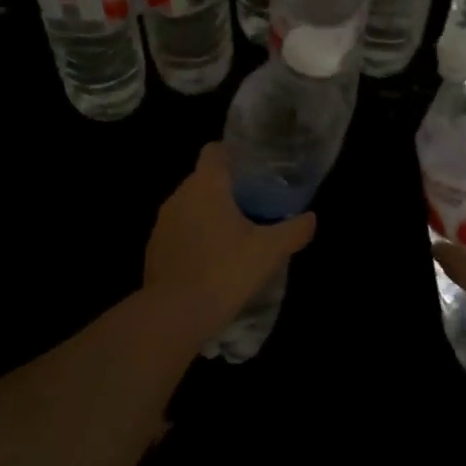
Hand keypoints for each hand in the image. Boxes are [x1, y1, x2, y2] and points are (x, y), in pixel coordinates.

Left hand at [143, 142, 316, 337]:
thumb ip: (293, 230)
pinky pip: (179, 231)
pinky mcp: (154, 248)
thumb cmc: (224, 271)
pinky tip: (212, 261)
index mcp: (206, 186)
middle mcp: (179, 196)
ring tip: (235, 236)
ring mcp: (162, 223)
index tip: (253, 171)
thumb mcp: (268, 252)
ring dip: (209, 215)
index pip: (214, 151)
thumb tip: (311, 218)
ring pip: (190, 206)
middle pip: (204, 179)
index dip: (233, 155)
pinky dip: (195, 238)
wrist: (174, 315)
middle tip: (255, 206)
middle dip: (227, 189)